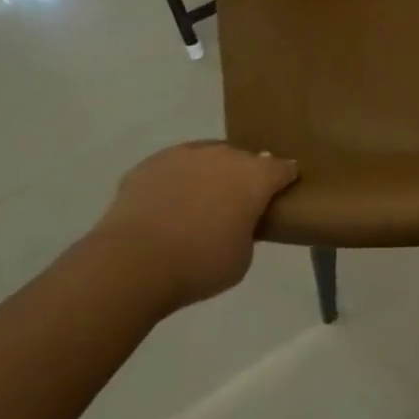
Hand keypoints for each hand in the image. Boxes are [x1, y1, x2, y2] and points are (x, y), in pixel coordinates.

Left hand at [94, 143, 299, 309]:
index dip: (285, 179)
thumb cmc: (200, 264)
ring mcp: (185, 155)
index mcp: (254, 176)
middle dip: (244, 177)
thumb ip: (248, 230)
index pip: (282, 168)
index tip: (283, 192)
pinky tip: (166, 207)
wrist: (133, 262)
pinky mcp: (150, 163)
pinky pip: (173, 168)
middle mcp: (224, 156)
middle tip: (237, 206)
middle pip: (243, 160)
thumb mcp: (242, 257)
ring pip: (206, 159)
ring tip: (198, 205)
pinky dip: (175, 183)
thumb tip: (237, 221)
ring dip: (209, 176)